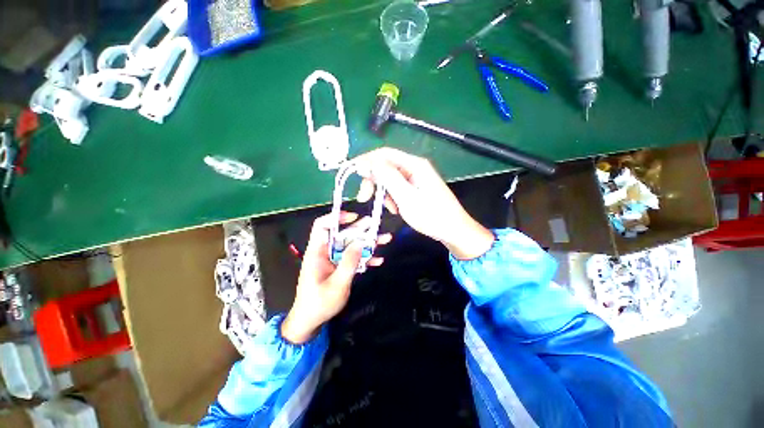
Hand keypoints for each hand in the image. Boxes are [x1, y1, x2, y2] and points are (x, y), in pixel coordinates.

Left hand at [281, 212, 391, 343]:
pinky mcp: (339, 268)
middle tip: (377, 226)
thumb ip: (349, 263)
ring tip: (385, 239)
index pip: (322, 226)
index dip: (336, 218)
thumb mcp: (337, 284)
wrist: (310, 322)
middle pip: (343, 235)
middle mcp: (325, 252)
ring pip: (351, 246)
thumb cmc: (319, 304)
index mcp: (317, 252)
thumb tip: (360, 243)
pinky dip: (365, 258)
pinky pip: (353, 259)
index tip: (354, 217)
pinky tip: (378, 260)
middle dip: (361, 230)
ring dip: (368, 244)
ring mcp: (333, 260)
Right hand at [354, 148, 493, 259]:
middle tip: (364, 198)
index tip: (353, 174)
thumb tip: (368, 162)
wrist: (453, 230)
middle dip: (374, 181)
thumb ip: (387, 178)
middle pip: (386, 166)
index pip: (384, 154)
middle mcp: (414, 167)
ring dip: (384, 193)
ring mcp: (415, 178)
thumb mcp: (406, 197)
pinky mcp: (415, 188)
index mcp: (414, 165)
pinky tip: (396, 209)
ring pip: (390, 179)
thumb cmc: (431, 215)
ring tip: (391, 209)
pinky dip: (392, 198)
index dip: (366, 161)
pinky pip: (397, 188)